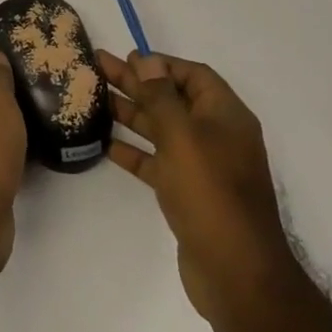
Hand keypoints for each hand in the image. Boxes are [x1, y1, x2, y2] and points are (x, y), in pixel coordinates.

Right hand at [102, 50, 292, 329]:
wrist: (236, 273)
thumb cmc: (210, 193)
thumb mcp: (182, 136)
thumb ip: (161, 96)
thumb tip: (148, 60)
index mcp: (225, 116)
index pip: (193, 75)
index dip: (160, 64)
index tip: (126, 58)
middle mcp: (216, 136)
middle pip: (172, 99)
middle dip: (137, 83)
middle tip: (98, 67)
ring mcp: (203, 166)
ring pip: (162, 130)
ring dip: (131, 113)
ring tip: (95, 99)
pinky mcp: (188, 193)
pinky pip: (158, 162)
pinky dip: (135, 151)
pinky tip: (106, 144)